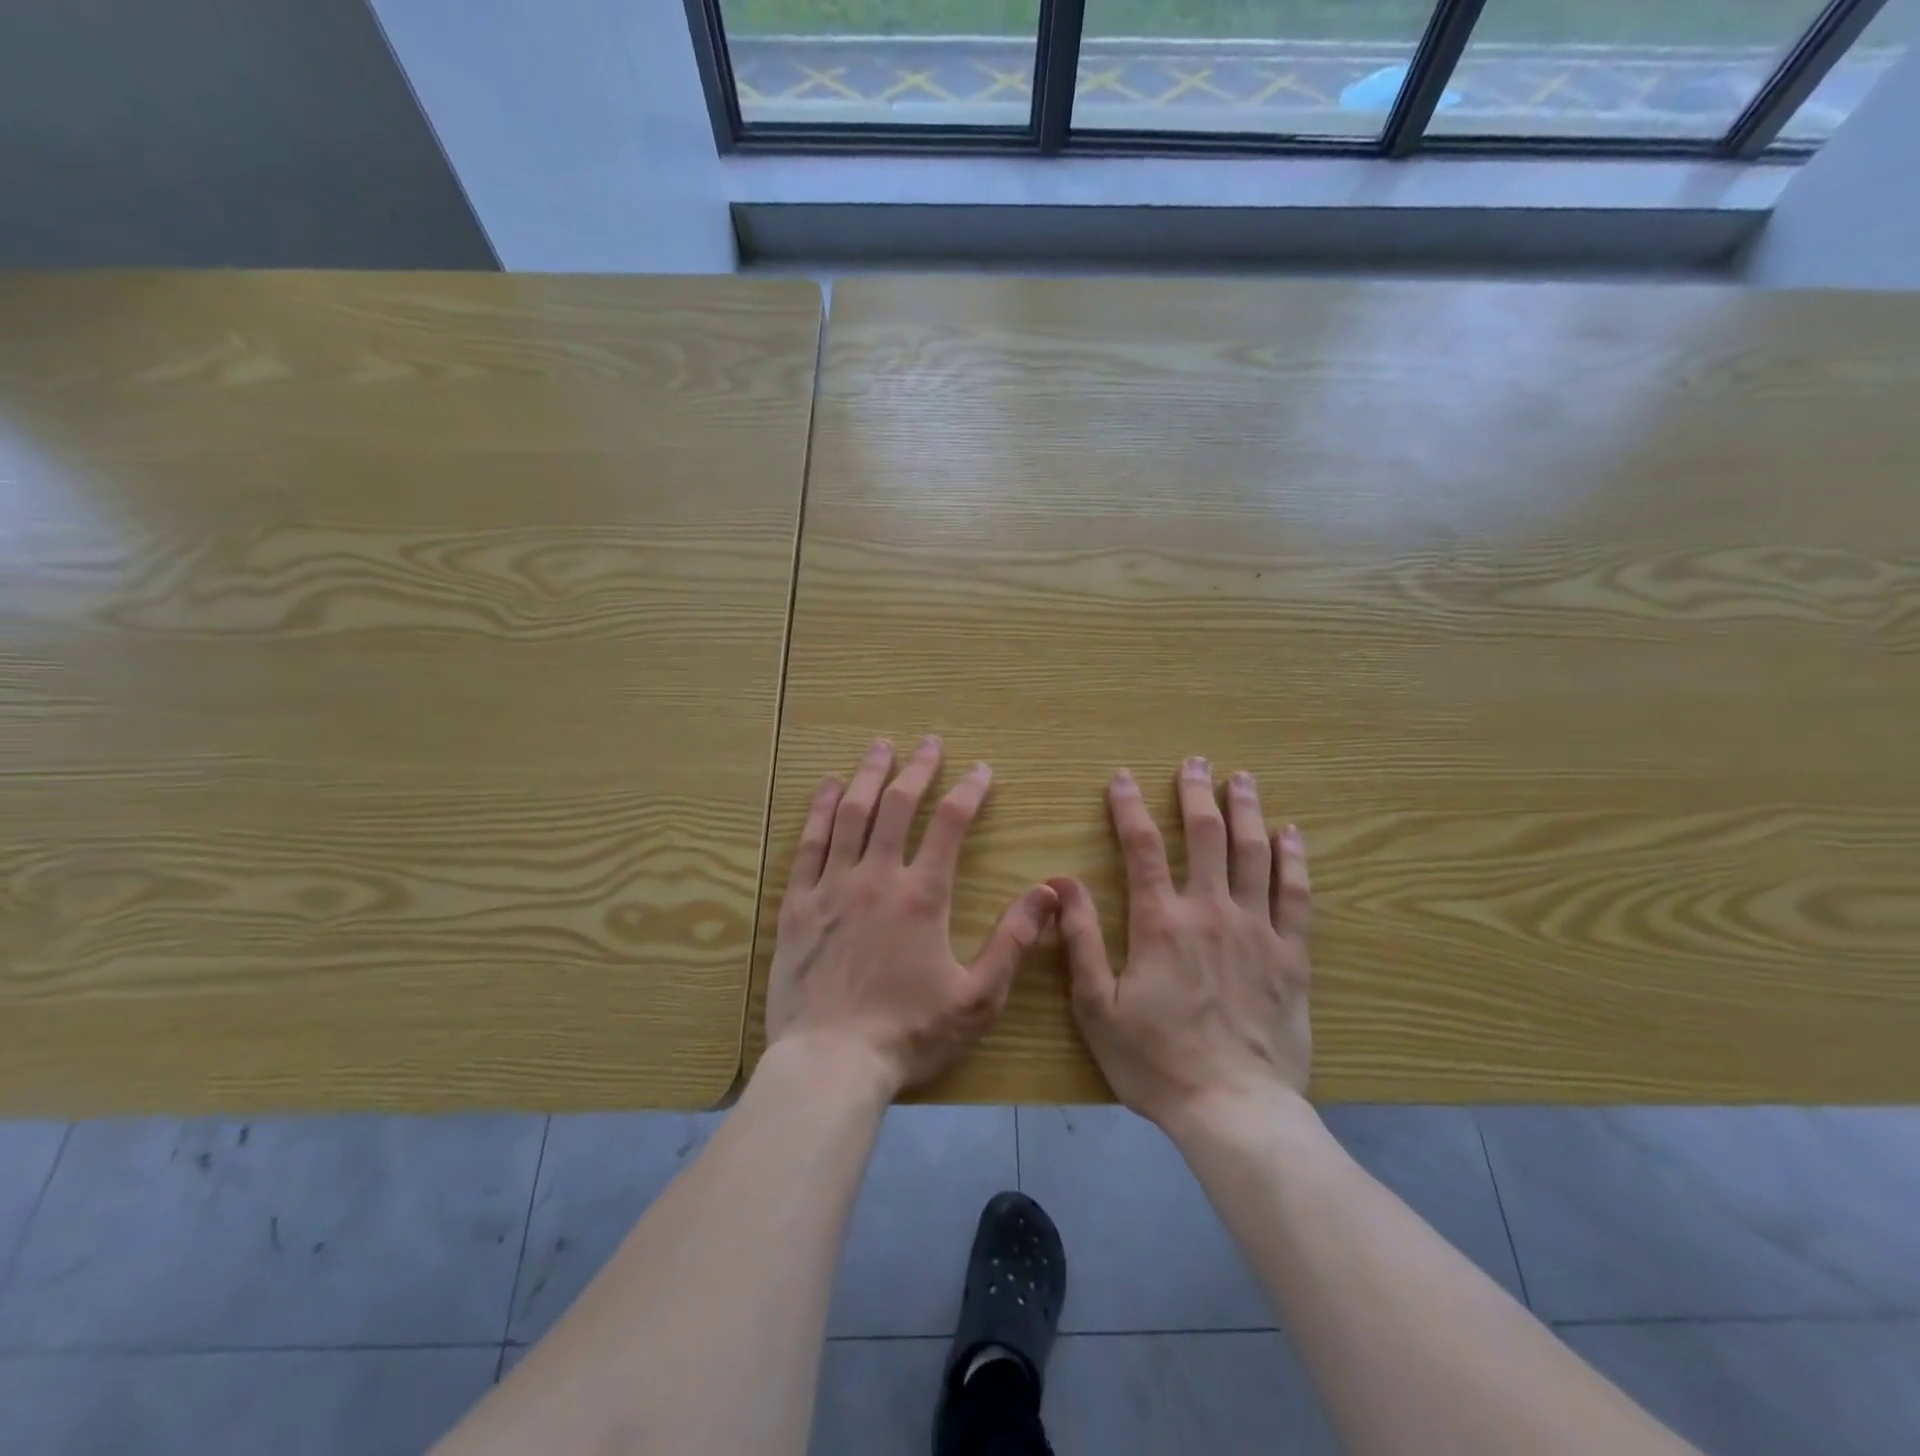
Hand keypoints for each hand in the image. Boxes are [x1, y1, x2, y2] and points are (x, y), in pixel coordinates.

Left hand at [766, 736, 1057, 1099]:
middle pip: (897, 805)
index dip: (968, 791)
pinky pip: (809, 844)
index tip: (982, 770)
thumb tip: (1049, 892)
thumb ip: (1013, 941)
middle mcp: (876, 877)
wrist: (830, 1064)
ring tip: (880, 747)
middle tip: (928, 742)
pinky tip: (827, 787)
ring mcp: (832, 887)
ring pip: (850, 814)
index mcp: (921, 896)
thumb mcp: (977, 997)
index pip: (949, 824)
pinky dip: (819, 810)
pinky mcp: (797, 905)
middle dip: (917, 768)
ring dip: (867, 775)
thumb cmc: (908, 1034)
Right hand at [1051, 758, 1311, 1128]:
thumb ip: (1081, 941)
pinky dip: (1294, 859)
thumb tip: (1061, 884)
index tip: (1122, 777)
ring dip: (1246, 811)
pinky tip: (1291, 833)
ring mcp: (1256, 930)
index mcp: (1161, 923)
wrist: (1234, 1109)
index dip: (1129, 808)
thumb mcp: (1098, 1008)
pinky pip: (1296, 895)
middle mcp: (1211, 912)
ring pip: (1253, 854)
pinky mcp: (1291, 955)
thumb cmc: (1156, 1062)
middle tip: (1196, 761)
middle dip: (1197, 793)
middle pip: (1205, 836)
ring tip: (1243, 778)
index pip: (1142, 849)